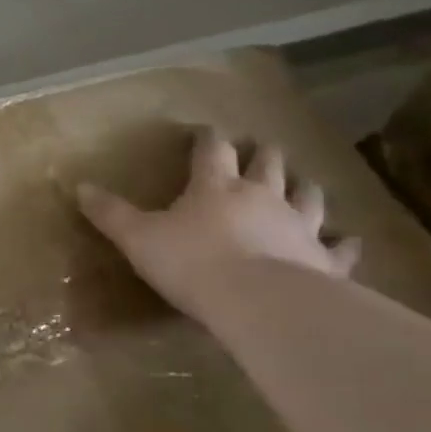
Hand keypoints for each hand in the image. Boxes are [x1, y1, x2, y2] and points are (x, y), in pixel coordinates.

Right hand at [76, 130, 360, 318]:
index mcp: (215, 187)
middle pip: (267, 165)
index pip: (211, 151)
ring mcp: (298, 225)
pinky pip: (339, 247)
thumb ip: (110, 214)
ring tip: (303, 182)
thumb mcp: (137, 238)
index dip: (207, 139)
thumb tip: (80, 187)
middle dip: (262, 155)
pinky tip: (350, 239)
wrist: (256, 300)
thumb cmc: (191, 262)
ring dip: (304, 187)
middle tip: (262, 148)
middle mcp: (261, 196)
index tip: (205, 131)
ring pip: (308, 196)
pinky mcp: (323, 259)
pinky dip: (344, 242)